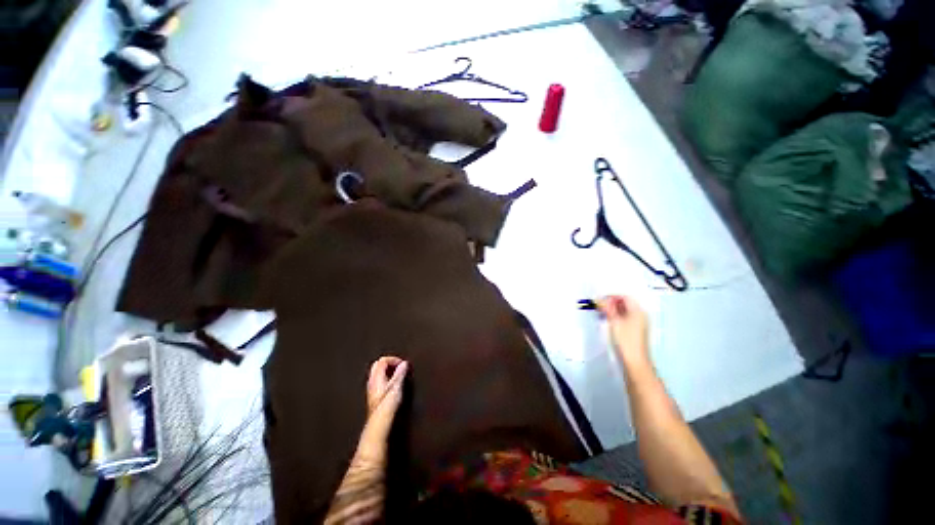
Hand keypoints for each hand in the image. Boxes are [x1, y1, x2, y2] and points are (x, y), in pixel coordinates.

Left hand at [356, 356, 408, 462]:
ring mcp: (372, 390)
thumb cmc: (386, 409)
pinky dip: (387, 379)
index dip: (393, 359)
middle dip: (390, 363)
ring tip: (399, 375)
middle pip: (378, 365)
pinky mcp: (375, 398)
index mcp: (376, 379)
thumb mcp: (396, 389)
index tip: (403, 364)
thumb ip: (400, 375)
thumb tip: (404, 363)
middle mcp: (372, 383)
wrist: (378, 428)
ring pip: (378, 374)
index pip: (381, 361)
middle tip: (400, 367)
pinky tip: (394, 386)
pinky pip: (380, 382)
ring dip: (389, 371)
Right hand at [597, 295, 649, 365]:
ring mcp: (638, 324)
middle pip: (625, 304)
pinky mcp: (635, 331)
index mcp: (638, 311)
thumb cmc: (625, 340)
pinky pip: (625, 319)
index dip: (612, 296)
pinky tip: (608, 321)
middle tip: (599, 306)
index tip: (601, 300)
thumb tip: (602, 300)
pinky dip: (616, 317)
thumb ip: (608, 308)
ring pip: (624, 312)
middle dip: (611, 303)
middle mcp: (640, 316)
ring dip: (613, 311)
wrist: (634, 361)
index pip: (625, 297)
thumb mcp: (614, 321)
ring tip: (602, 314)